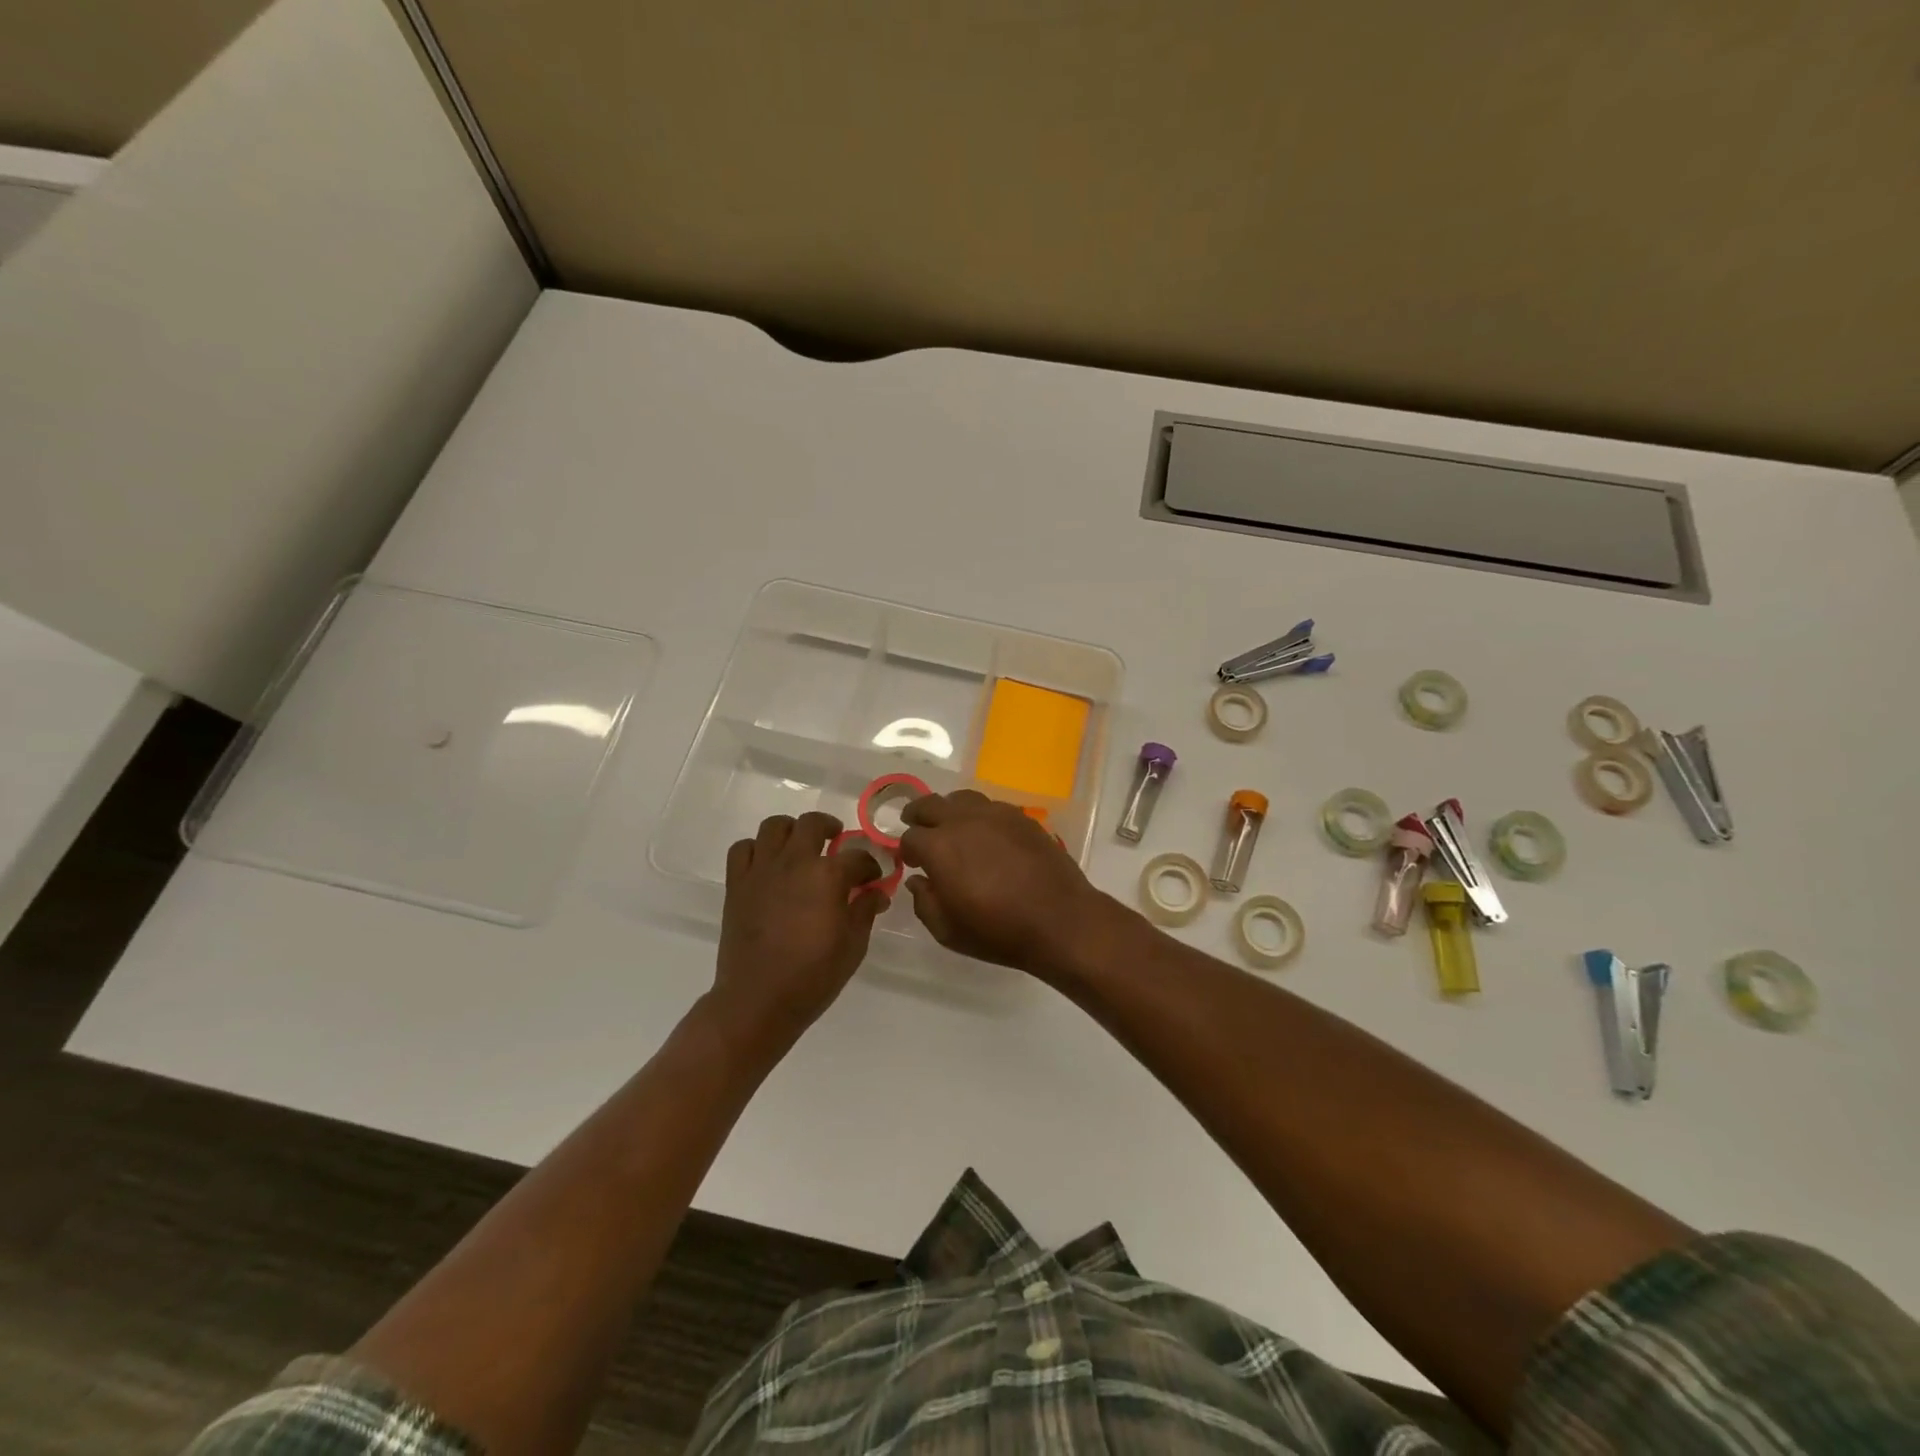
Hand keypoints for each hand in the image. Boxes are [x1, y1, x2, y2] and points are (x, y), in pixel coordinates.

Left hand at [713, 811, 885, 1051]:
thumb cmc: (813, 977)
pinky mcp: (737, 883)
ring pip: (775, 826)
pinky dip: (757, 849)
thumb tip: (876, 892)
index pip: (858, 857)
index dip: (870, 866)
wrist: (758, 1001)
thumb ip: (865, 910)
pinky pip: (743, 848)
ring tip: (800, 846)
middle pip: (813, 824)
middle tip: (837, 844)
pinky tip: (767, 864)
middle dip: (830, 828)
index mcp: (828, 876)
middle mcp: (794, 862)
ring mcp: (762, 870)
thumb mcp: (853, 946)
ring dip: (792, 830)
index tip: (873, 879)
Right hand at [898, 790, 1108, 972]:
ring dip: (949, 810)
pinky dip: (979, 814)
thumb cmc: (999, 932)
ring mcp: (995, 814)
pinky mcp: (1021, 817)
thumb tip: (917, 881)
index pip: (910, 837)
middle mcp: (963, 821)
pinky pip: (991, 805)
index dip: (907, 850)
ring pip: (961, 798)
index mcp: (940, 847)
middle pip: (930, 804)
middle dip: (918, 816)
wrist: (1060, 920)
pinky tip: (985, 833)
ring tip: (951, 826)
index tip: (911, 862)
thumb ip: (924, 903)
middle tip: (917, 827)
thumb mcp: (948, 931)